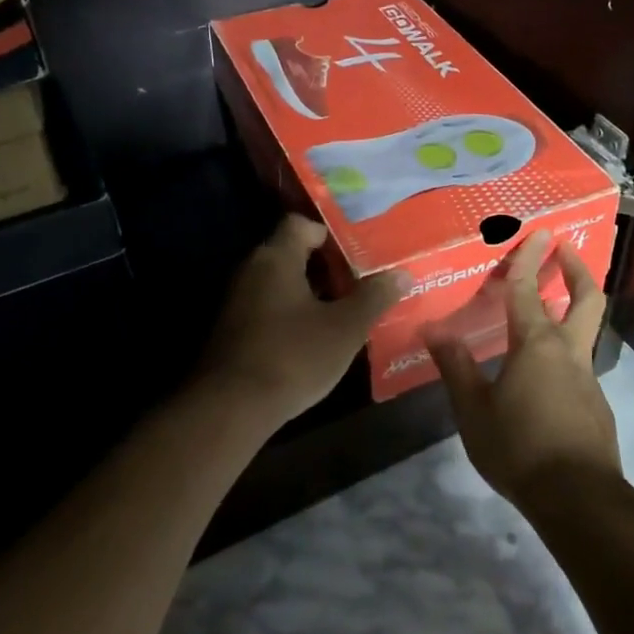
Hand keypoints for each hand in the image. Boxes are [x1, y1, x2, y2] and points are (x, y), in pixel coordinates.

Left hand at [201, 214, 405, 428]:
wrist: (231, 408)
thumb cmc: (293, 356)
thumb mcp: (345, 328)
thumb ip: (374, 297)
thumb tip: (402, 273)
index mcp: (276, 258)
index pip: (300, 224)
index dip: (330, 234)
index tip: (358, 253)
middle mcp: (251, 271)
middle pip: (291, 254)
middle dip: (327, 267)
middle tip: (361, 282)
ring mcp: (238, 302)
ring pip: (281, 285)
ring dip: (311, 294)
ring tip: (346, 311)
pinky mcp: (233, 332)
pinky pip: (269, 310)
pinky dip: (293, 316)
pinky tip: (316, 339)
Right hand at [425, 229, 619, 504]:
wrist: (579, 498)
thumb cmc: (519, 448)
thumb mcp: (474, 410)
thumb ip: (456, 367)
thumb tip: (433, 330)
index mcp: (537, 345)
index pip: (530, 290)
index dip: (530, 258)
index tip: (538, 231)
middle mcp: (568, 352)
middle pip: (585, 298)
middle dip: (576, 269)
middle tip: (565, 249)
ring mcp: (587, 378)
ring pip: (584, 330)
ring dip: (572, 308)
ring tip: (546, 309)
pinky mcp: (595, 404)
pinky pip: (578, 363)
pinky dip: (564, 350)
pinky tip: (541, 374)